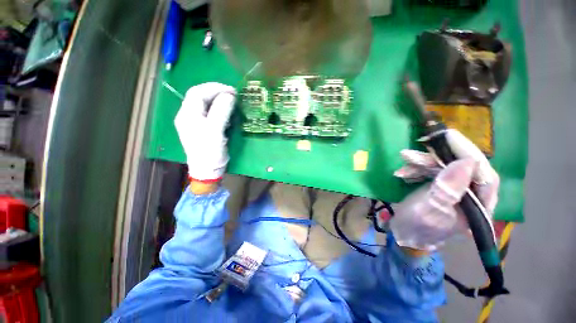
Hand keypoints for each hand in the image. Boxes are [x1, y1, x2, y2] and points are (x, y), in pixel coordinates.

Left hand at [174, 83, 235, 184]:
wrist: (207, 170)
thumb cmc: (210, 151)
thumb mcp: (215, 131)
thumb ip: (221, 111)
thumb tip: (229, 96)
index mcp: (187, 114)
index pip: (198, 92)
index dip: (214, 88)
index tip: (232, 91)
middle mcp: (188, 116)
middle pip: (199, 96)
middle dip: (216, 92)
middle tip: (233, 94)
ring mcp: (194, 122)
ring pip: (204, 104)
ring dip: (218, 100)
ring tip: (231, 101)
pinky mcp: (202, 128)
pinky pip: (209, 113)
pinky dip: (219, 109)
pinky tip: (226, 113)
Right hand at [390, 129, 499, 251]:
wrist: (404, 232)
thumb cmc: (417, 227)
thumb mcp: (429, 210)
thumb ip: (447, 190)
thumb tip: (466, 162)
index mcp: (478, 209)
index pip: (485, 178)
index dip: (470, 155)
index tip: (450, 137)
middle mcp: (472, 197)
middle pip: (463, 168)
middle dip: (439, 157)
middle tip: (420, 145)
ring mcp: (455, 190)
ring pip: (446, 167)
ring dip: (424, 161)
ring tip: (406, 158)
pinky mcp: (441, 186)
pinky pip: (432, 171)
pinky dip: (417, 168)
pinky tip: (403, 171)